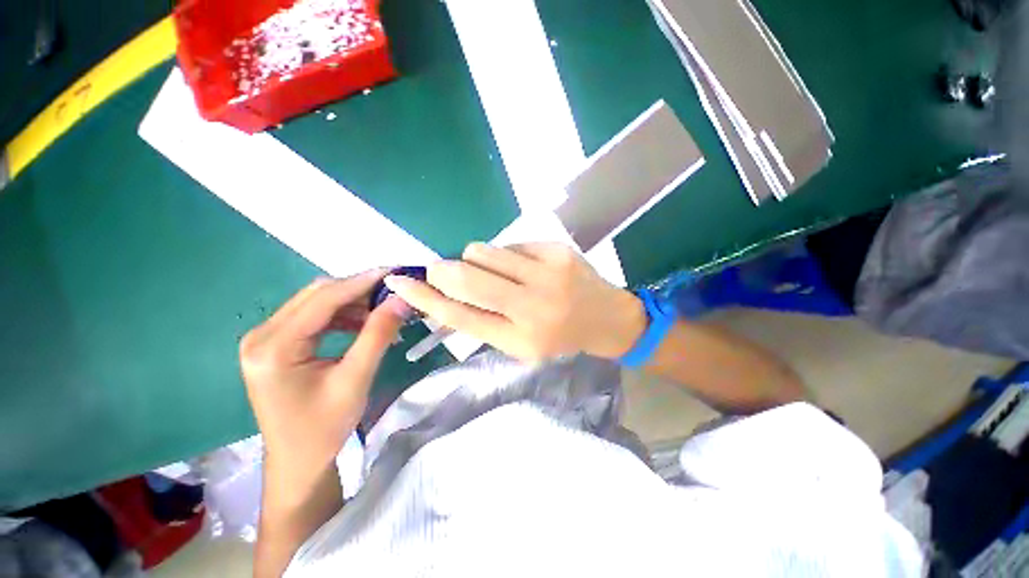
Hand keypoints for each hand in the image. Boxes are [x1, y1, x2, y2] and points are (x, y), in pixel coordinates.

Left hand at [239, 272, 406, 498]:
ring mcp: (266, 338)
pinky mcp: (276, 344)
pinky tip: (363, 325)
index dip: (362, 282)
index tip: (395, 272)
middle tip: (393, 292)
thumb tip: (401, 300)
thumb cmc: (324, 427)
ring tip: (383, 311)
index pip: (324, 299)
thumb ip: (378, 335)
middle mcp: (262, 335)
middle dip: (359, 290)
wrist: (298, 461)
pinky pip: (314, 317)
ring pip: (317, 303)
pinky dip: (343, 315)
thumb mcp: (356, 379)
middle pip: (317, 295)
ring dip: (353, 302)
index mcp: (273, 346)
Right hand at [384, 242, 646, 360]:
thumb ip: (483, 321)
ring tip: (496, 272)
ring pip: (483, 252)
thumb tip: (444, 294)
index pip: (460, 316)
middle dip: (443, 271)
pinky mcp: (557, 251)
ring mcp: (548, 274)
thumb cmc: (560, 336)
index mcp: (521, 340)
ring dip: (476, 259)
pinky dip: (506, 255)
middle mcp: (533, 307)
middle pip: (467, 278)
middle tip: (439, 269)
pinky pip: (510, 244)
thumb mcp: (520, 343)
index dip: (425, 299)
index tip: (400, 283)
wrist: (607, 318)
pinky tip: (525, 267)